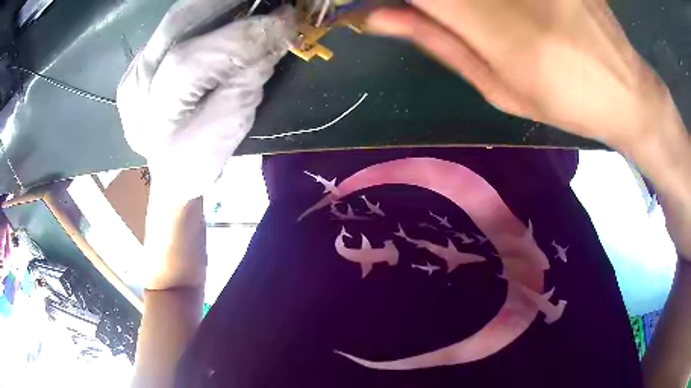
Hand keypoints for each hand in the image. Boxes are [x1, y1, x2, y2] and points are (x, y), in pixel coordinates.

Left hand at [117, 0, 295, 201]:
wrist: (170, 170)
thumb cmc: (200, 159)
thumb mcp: (229, 127)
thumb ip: (248, 80)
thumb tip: (276, 34)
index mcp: (157, 116)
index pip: (194, 62)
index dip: (241, 36)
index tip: (285, 19)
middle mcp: (136, 87)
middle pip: (176, 26)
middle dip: (225, 3)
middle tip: (264, 0)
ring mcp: (133, 71)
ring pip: (173, 20)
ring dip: (214, 3)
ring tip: (246, 2)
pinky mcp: (137, 63)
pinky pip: (170, 28)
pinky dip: (199, 14)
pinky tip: (220, 14)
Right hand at [366, 0, 672, 148]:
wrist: (626, 90)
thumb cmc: (565, 101)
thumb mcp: (499, 88)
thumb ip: (439, 42)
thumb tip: (378, 16)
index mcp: (496, 29)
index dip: (392, 0)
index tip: (382, 8)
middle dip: (429, 6)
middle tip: (442, 22)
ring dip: (466, 9)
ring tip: (488, 29)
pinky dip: (493, 5)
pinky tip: (511, 17)